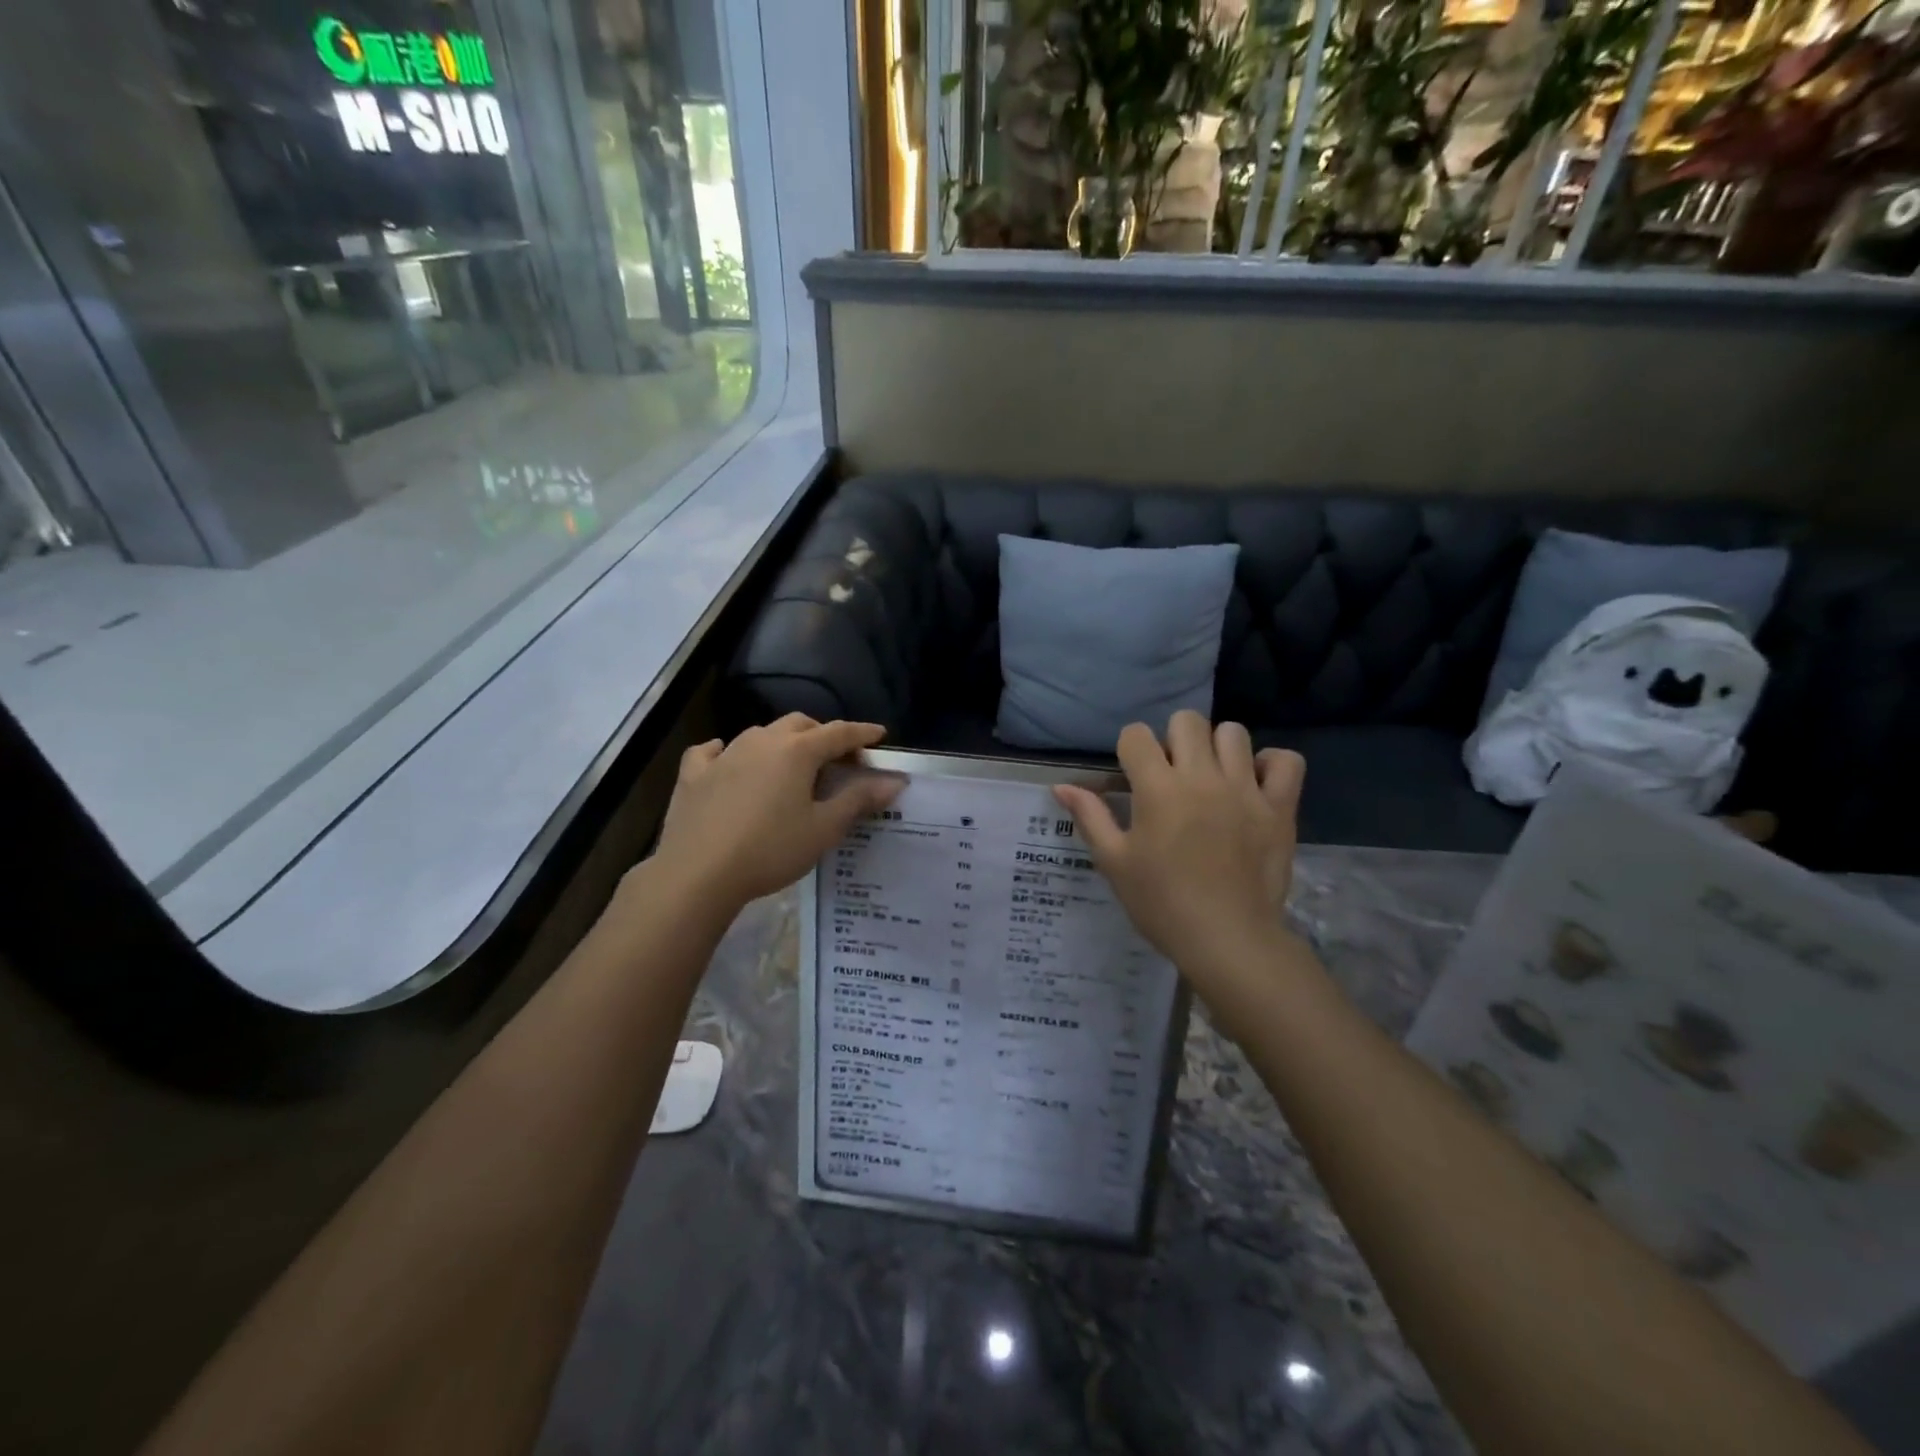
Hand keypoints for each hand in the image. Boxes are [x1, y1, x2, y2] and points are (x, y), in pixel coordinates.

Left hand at [653, 715, 903, 913]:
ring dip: (781, 743)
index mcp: (797, 751)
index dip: (862, 733)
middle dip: (822, 735)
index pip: (839, 732)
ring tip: (790, 766)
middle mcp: (762, 741)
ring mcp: (724, 755)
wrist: (698, 873)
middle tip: (837, 759)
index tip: (880, 736)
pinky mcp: (694, 774)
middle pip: (800, 725)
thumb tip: (893, 781)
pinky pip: (713, 752)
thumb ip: (859, 800)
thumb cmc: (770, 849)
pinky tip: (728, 762)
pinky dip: (728, 753)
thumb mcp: (823, 829)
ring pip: (760, 734)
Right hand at [1055, 712, 1304, 989]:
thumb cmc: (1161, 903)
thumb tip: (1062, 786)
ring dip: (1217, 748)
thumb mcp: (1115, 862)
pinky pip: (1286, 761)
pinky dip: (1271, 764)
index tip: (1133, 777)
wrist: (1227, 940)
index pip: (1136, 735)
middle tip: (1172, 776)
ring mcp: (1245, 789)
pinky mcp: (1280, 807)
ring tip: (1212, 778)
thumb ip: (1090, 817)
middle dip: (1172, 739)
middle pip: (1187, 720)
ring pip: (1233, 733)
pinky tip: (1254, 784)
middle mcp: (1202, 777)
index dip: (1130, 750)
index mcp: (1158, 789)